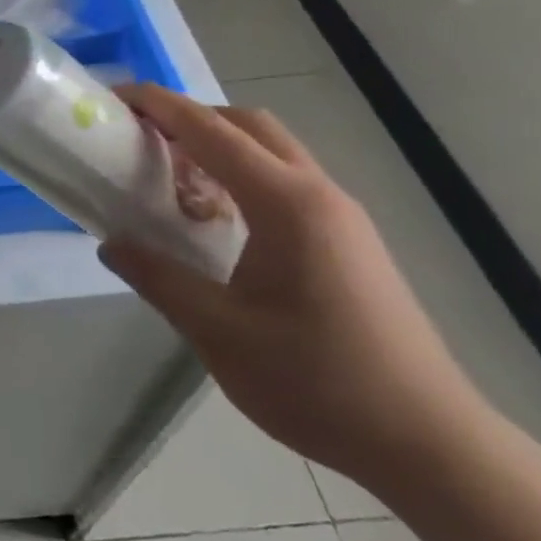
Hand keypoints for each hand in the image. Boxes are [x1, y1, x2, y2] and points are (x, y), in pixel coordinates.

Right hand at [99, 84, 495, 494]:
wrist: (428, 442)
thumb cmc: (318, 382)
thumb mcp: (218, 333)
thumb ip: (158, 279)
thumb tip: (112, 243)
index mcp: (287, 204)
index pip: (212, 132)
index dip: (160, 107)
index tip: (115, 97)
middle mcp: (319, 195)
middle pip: (249, 126)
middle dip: (191, 118)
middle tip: (142, 139)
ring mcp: (341, 218)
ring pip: (272, 153)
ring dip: (218, 149)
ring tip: (172, 181)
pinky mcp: (350, 242)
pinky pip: (286, 183)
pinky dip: (242, 178)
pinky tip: (218, 223)